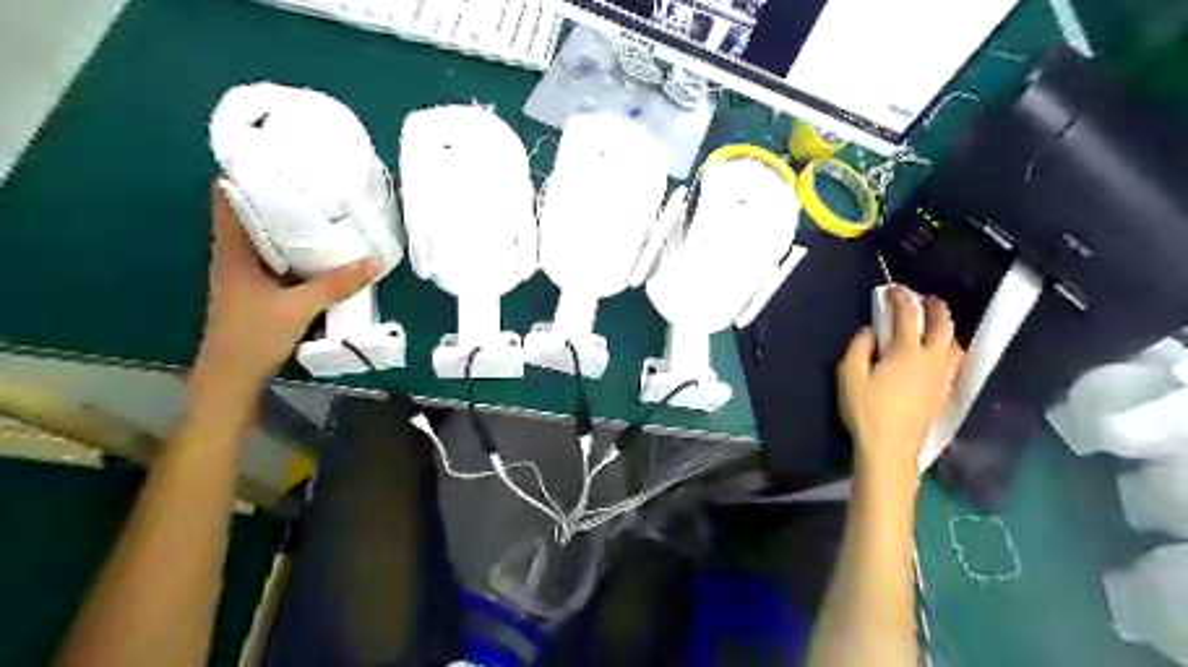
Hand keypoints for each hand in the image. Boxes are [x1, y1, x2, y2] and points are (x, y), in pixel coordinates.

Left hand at [197, 180, 376, 389]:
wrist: (231, 376)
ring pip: (263, 235)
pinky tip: (318, 248)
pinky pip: (274, 256)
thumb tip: (374, 262)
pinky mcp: (256, 287)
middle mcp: (234, 254)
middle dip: (275, 194)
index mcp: (232, 250)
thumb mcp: (299, 307)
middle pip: (249, 212)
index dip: (244, 173)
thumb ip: (337, 284)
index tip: (275, 158)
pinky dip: (292, 247)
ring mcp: (244, 272)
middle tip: (310, 180)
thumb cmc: (254, 336)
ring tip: (319, 207)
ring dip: (285, 222)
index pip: (226, 197)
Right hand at [833, 290, 963, 487]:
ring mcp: (942, 377)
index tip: (894, 290)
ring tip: (935, 326)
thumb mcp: (849, 375)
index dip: (901, 300)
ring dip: (947, 329)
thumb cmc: (866, 409)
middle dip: (936, 309)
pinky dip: (949, 349)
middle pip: (943, 326)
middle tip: (927, 300)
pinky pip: (955, 362)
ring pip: (954, 345)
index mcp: (907, 352)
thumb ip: (858, 347)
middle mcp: (931, 359)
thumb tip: (869, 331)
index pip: (908, 317)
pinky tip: (940, 355)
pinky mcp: (944, 392)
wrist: (890, 447)